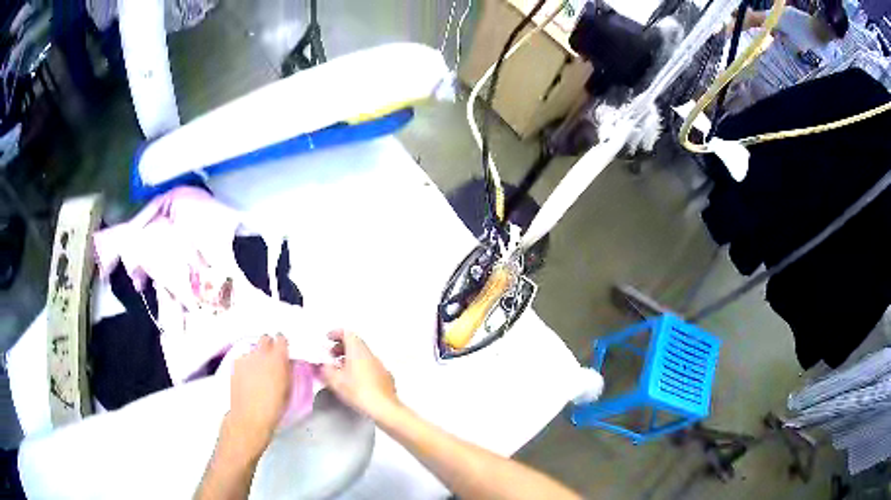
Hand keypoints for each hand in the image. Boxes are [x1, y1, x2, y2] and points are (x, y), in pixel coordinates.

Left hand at [226, 334, 292, 457]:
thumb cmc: (275, 406)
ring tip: (257, 372)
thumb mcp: (288, 388)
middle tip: (270, 359)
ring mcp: (246, 357)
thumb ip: (287, 370)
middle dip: (268, 345)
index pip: (281, 338)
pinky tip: (247, 377)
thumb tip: (287, 361)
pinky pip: (243, 358)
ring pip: (253, 349)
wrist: (250, 416)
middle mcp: (261, 353)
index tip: (283, 350)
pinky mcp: (235, 363)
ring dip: (257, 356)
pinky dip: (246, 364)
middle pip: (265, 338)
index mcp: (278, 358)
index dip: (282, 344)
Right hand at [321, 330, 398, 419]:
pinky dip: (360, 366)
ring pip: (363, 355)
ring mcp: (380, 365)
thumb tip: (325, 365)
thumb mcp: (335, 381)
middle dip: (342, 346)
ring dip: (351, 357)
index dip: (336, 333)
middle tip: (332, 355)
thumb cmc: (358, 391)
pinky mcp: (385, 376)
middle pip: (356, 343)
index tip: (328, 338)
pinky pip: (370, 365)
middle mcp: (370, 354)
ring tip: (341, 369)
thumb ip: (326, 370)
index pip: (347, 333)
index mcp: (358, 351)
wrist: (383, 407)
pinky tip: (355, 379)